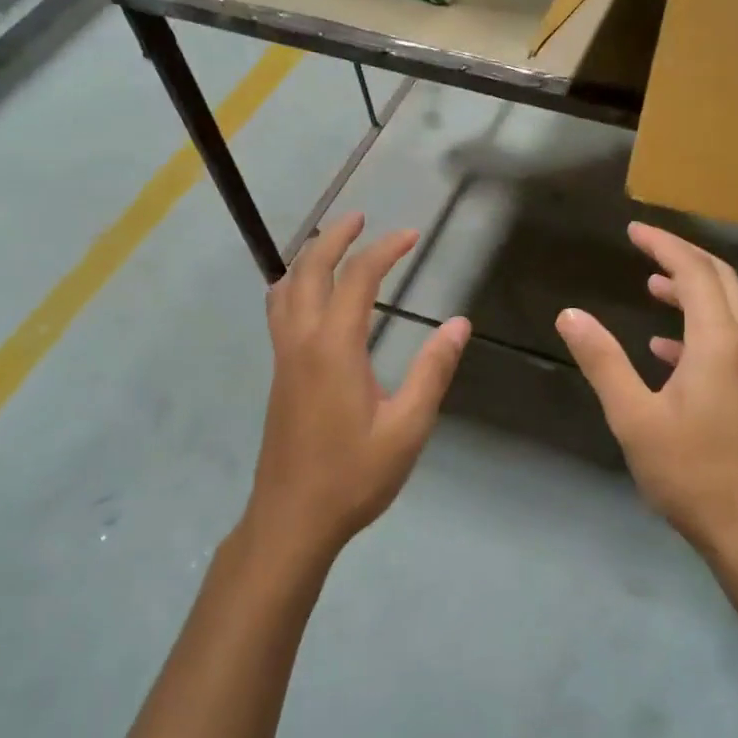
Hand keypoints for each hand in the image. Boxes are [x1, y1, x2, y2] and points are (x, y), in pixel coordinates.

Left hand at [244, 213, 470, 566]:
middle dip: (334, 237)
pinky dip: (294, 285)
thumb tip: (459, 323)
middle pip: (309, 270)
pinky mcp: (278, 375)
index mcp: (335, 348)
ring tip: (331, 245)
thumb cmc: (353, 476)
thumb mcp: (407, 428)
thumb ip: (432, 371)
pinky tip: (311, 298)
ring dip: (308, 258)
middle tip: (361, 218)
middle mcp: (301, 342)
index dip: (385, 249)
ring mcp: (284, 358)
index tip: (411, 234)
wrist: (291, 519)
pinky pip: (279, 312)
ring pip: (284, 289)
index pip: (358, 279)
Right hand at [556, 223, 737, 559]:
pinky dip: (698, 327)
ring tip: (652, 285)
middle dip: (682, 257)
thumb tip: (570, 315)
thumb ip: (603, 361)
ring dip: (692, 290)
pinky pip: (729, 339)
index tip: (633, 231)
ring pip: (729, 308)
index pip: (695, 273)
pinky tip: (665, 347)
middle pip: (721, 280)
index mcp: (719, 343)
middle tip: (644, 246)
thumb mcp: (633, 417)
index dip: (664, 246)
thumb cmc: (689, 473)